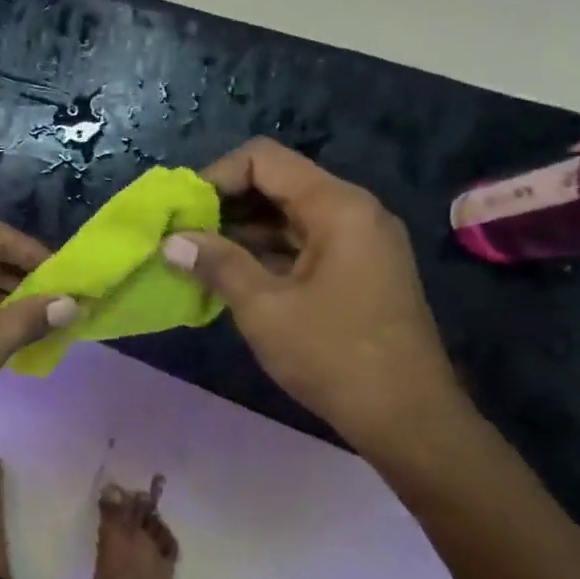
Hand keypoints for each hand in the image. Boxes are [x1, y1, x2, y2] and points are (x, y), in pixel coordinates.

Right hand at [161, 138, 467, 453]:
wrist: (408, 418)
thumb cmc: (333, 355)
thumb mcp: (264, 307)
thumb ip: (217, 263)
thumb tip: (171, 241)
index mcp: (337, 207)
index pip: (263, 159)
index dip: (216, 176)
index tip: (183, 212)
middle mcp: (353, 211)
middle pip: (276, 181)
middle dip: (224, 203)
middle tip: (182, 234)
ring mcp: (359, 240)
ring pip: (287, 212)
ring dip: (240, 227)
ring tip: (197, 254)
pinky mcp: (357, 267)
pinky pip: (302, 240)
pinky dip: (264, 248)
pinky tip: (230, 273)